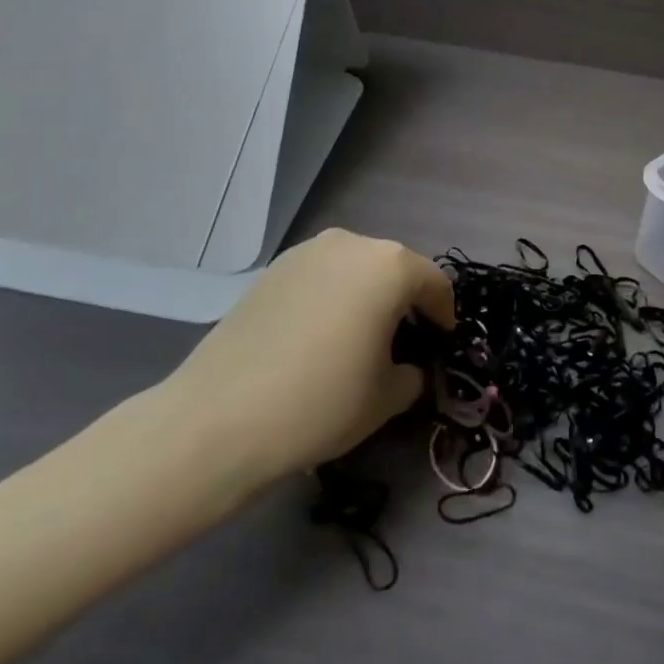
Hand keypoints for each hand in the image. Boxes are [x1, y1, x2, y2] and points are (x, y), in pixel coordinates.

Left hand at [152, 229, 454, 499]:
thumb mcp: (386, 398)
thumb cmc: (321, 402)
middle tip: (402, 343)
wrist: (219, 418)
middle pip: (393, 269)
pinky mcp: (272, 270)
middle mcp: (351, 244)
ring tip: (357, 339)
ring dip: (366, 297)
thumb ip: (412, 375)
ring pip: (354, 270)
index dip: (444, 315)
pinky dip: (331, 298)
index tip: (441, 344)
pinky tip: (317, 338)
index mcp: (389, 266)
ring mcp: (306, 252)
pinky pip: (319, 277)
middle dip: (404, 302)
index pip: (434, 283)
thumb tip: (407, 368)